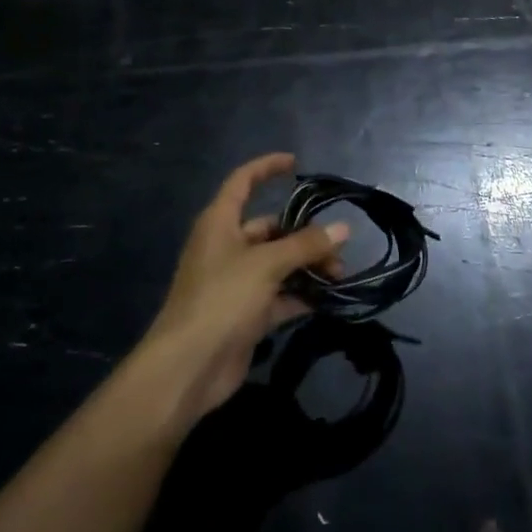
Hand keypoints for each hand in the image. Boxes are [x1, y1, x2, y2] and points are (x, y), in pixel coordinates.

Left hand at [140, 153, 346, 427]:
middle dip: (304, 234)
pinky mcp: (245, 314)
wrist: (188, 367)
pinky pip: (279, 295)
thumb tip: (343, 228)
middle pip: (269, 228)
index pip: (243, 182)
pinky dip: (301, 295)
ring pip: (278, 263)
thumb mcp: (266, 265)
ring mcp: (235, 282)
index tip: (296, 164)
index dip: (267, 168)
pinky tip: (328, 299)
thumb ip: (306, 245)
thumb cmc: (222, 299)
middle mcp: (226, 247)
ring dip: (307, 266)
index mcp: (220, 223)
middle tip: (338, 247)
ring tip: (340, 275)